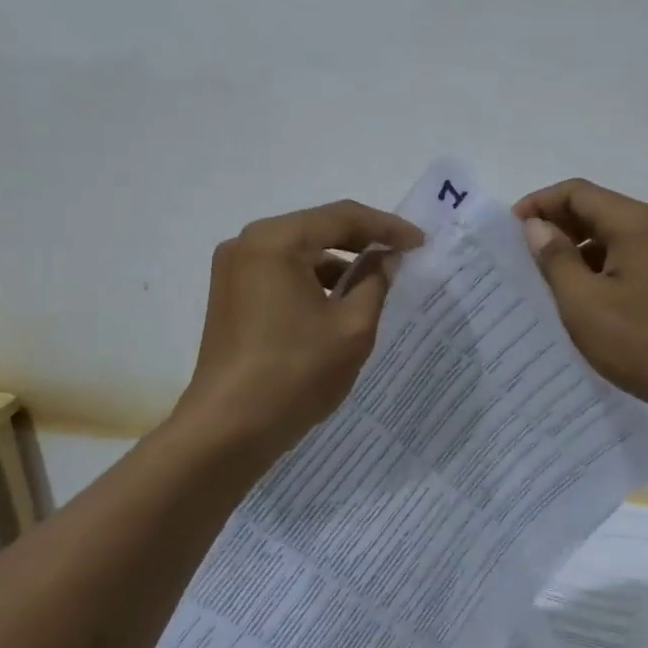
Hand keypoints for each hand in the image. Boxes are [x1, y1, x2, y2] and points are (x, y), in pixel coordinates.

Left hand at [176, 199, 423, 457]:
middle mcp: (247, 244)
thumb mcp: (353, 327)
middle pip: (317, 229)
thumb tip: (385, 259)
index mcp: (275, 241)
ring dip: (337, 263)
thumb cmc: (295, 374)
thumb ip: (375, 283)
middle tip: (403, 256)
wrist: (227, 430)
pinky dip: (312, 281)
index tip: (420, 243)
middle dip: (362, 242)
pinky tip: (339, 302)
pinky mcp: (230, 297)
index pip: (342, 217)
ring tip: (377, 282)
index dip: (387, 227)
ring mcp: (233, 270)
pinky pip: (281, 273)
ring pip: (299, 252)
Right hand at [515, 179, 647, 424]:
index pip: (577, 192)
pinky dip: (596, 268)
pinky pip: (625, 259)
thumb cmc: (642, 343)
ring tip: (543, 279)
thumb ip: (555, 259)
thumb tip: (536, 227)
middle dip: (555, 225)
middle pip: (595, 209)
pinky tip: (579, 299)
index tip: (509, 231)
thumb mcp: (584, 302)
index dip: (539, 204)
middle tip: (520, 254)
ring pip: (609, 236)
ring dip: (575, 249)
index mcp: (634, 223)